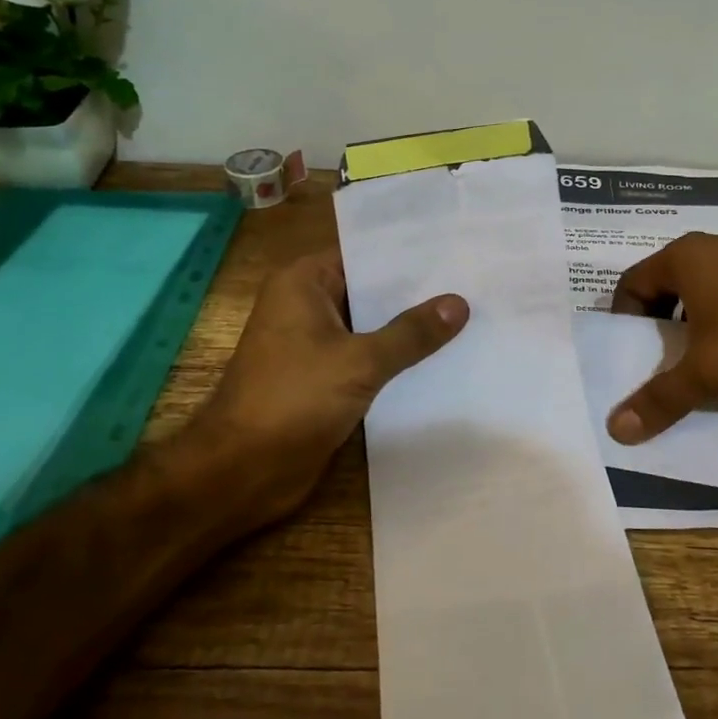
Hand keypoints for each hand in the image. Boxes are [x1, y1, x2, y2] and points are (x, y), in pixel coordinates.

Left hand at [187, 250, 467, 528]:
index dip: (409, 253)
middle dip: (417, 291)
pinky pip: (367, 357)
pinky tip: (442, 356)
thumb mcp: (360, 361)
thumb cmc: (293, 399)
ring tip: (470, 312)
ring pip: (372, 326)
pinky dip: (397, 357)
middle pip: (370, 289)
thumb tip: (459, 303)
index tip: (456, 247)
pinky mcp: (323, 378)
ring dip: (410, 327)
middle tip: (474, 279)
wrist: (243, 470)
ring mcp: (314, 343)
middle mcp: (307, 304)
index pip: (364, 254)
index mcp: (303, 283)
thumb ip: (411, 333)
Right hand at [605, 233, 717, 444]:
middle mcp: (712, 247)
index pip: (630, 285)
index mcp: (682, 258)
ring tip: (706, 363)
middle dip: (661, 327)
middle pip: (666, 287)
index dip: (624, 322)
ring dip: (697, 325)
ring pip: (705, 291)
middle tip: (665, 365)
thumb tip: (616, 428)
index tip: (633, 357)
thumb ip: (661, 399)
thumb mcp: (708, 374)